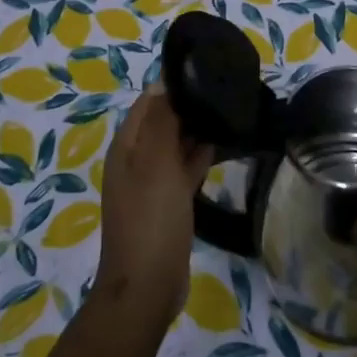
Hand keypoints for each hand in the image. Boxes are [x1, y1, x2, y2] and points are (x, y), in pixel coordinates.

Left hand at [96, 83, 213, 326]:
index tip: (206, 70)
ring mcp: (152, 183)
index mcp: (127, 147)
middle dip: (188, 106)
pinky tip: (222, 144)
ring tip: (229, 110)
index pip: (149, 102)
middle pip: (162, 121)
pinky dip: (199, 155)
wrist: (147, 286)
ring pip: (175, 144)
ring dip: (196, 130)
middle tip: (224, 89)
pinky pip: (184, 169)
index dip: (172, 85)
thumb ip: (161, 122)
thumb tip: (165, 83)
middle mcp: (136, 160)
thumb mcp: (156, 164)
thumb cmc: (151, 219)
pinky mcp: (168, 202)